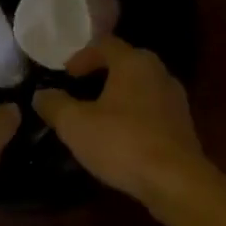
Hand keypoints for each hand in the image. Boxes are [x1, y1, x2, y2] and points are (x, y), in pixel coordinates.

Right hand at [32, 38, 208, 208]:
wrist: (176, 182)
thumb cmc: (122, 142)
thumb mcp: (75, 124)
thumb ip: (55, 105)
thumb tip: (41, 94)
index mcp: (134, 62)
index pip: (105, 44)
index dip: (82, 56)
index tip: (66, 75)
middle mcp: (159, 72)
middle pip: (125, 63)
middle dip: (101, 74)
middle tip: (80, 91)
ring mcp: (175, 98)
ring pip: (140, 87)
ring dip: (119, 96)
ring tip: (98, 116)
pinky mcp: (183, 124)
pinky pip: (152, 109)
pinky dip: (134, 115)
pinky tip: (121, 137)